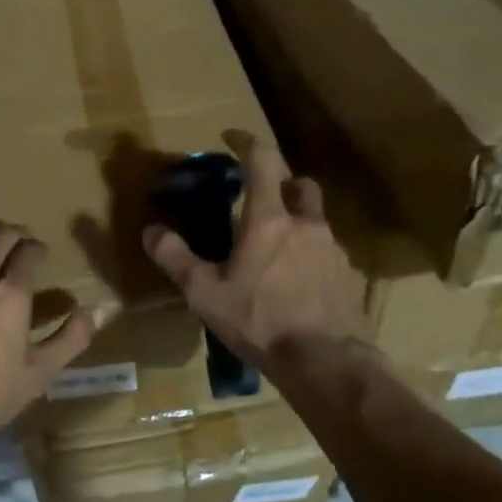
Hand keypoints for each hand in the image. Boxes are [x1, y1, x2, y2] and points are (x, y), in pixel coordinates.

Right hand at [141, 132, 369, 374]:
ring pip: (316, 220)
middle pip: (299, 184)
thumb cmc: (259, 321)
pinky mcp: (350, 276)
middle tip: (260, 201)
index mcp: (269, 219)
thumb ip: (175, 258)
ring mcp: (334, 250)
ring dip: (297, 223)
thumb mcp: (205, 293)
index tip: (232, 137)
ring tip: (277, 252)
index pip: (262, 160)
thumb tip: (151, 231)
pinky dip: (312, 257)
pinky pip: (329, 254)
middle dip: (280, 183)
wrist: (325, 363)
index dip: (246, 142)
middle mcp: (306, 224)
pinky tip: (299, 285)